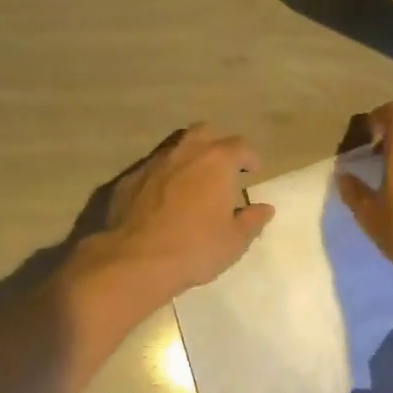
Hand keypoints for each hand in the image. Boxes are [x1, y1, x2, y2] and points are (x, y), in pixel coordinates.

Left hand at [86, 124, 274, 304]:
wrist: (134, 260)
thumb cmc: (193, 248)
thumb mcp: (233, 241)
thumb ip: (251, 221)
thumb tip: (264, 208)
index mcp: (215, 161)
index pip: (239, 146)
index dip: (249, 157)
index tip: (252, 171)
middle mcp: (184, 152)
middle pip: (204, 133)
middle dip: (216, 145)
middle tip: (222, 167)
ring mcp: (152, 162)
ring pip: (174, 147)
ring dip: (187, 158)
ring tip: (192, 181)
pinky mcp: (128, 179)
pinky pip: (151, 169)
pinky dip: (162, 177)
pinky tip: (161, 198)